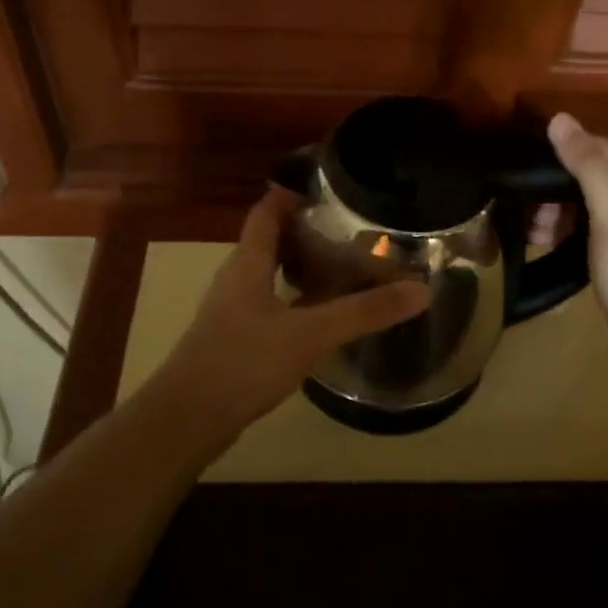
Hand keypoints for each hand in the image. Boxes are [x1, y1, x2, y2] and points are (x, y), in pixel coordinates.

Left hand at [146, 187, 429, 444]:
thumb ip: (364, 312)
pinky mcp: (234, 338)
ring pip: (269, 273)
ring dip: (300, 264)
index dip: (293, 193)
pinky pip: (268, 302)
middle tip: (349, 228)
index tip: (330, 187)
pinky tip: (319, 315)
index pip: (267, 210)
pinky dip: (294, 297)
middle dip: (306, 230)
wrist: (187, 419)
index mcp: (248, 262)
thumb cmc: (243, 362)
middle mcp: (236, 277)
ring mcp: (232, 309)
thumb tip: (420, 289)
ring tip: (342, 266)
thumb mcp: (310, 334)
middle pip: (270, 239)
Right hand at [547, 113, 607, 365]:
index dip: (558, 155)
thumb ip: (587, 165)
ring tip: (530, 233)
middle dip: (552, 190)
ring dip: (554, 212)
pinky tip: (542, 242)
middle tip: (524, 212)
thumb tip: (559, 118)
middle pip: (587, 174)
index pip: (594, 147)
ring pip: (582, 201)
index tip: (522, 173)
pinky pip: (585, 226)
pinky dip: (563, 230)